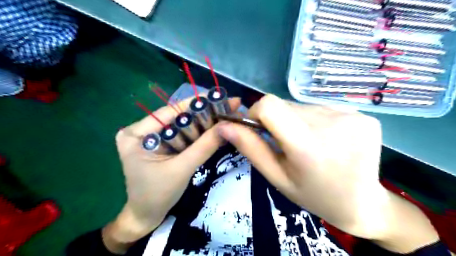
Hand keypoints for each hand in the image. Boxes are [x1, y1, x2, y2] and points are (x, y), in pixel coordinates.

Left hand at [101, 96, 239, 253]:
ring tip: (226, 115)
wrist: (147, 216)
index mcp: (135, 133)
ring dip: (204, 123)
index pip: (170, 111)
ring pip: (183, 126)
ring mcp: (151, 137)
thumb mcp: (182, 169)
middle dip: (204, 114)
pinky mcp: (161, 144)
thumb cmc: (158, 195)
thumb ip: (204, 146)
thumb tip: (228, 125)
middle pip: (178, 117)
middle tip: (229, 107)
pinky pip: (183, 135)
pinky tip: (215, 128)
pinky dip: (199, 134)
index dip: (198, 104)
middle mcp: (142, 130)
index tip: (221, 97)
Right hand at [217, 95, 437, 252]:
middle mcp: (332, 123)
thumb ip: (251, 148)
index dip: (256, 112)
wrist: (363, 204)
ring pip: (303, 106)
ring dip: (297, 120)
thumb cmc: (314, 195)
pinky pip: (323, 108)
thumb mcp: (277, 176)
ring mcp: (352, 116)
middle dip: (277, 120)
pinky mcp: (363, 114)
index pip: (270, 105)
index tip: (258, 128)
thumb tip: (224, 126)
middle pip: (286, 105)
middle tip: (286, 144)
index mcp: (308, 145)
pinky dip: (315, 120)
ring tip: (308, 144)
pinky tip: (325, 139)